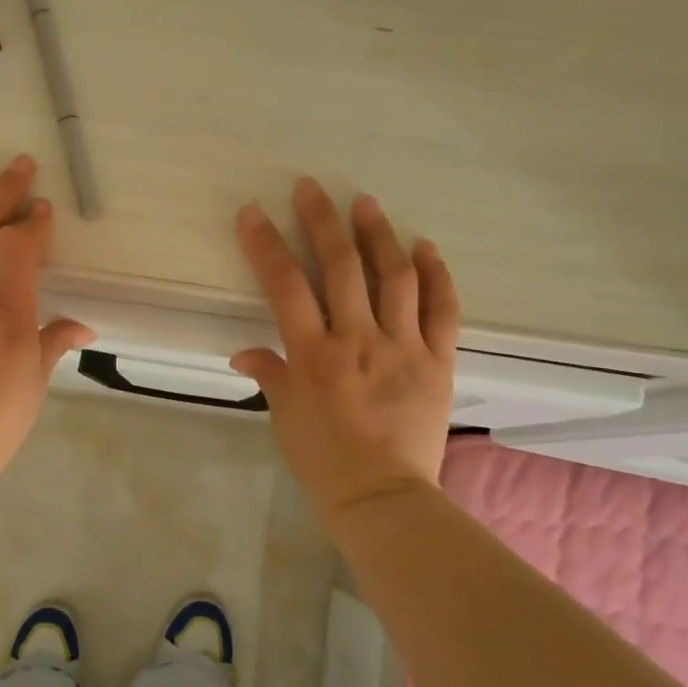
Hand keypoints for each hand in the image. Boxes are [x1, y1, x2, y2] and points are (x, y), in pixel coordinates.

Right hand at [231, 178, 460, 519]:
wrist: (383, 499)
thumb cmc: (323, 461)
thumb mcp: (284, 417)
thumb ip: (269, 374)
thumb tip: (245, 351)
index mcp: (314, 355)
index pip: (286, 287)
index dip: (267, 245)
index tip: (253, 213)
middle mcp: (358, 340)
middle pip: (342, 267)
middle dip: (324, 221)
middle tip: (313, 188)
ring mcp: (403, 347)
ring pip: (395, 277)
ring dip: (379, 235)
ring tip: (366, 204)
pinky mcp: (438, 361)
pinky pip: (442, 309)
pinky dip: (436, 275)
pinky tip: (425, 247)